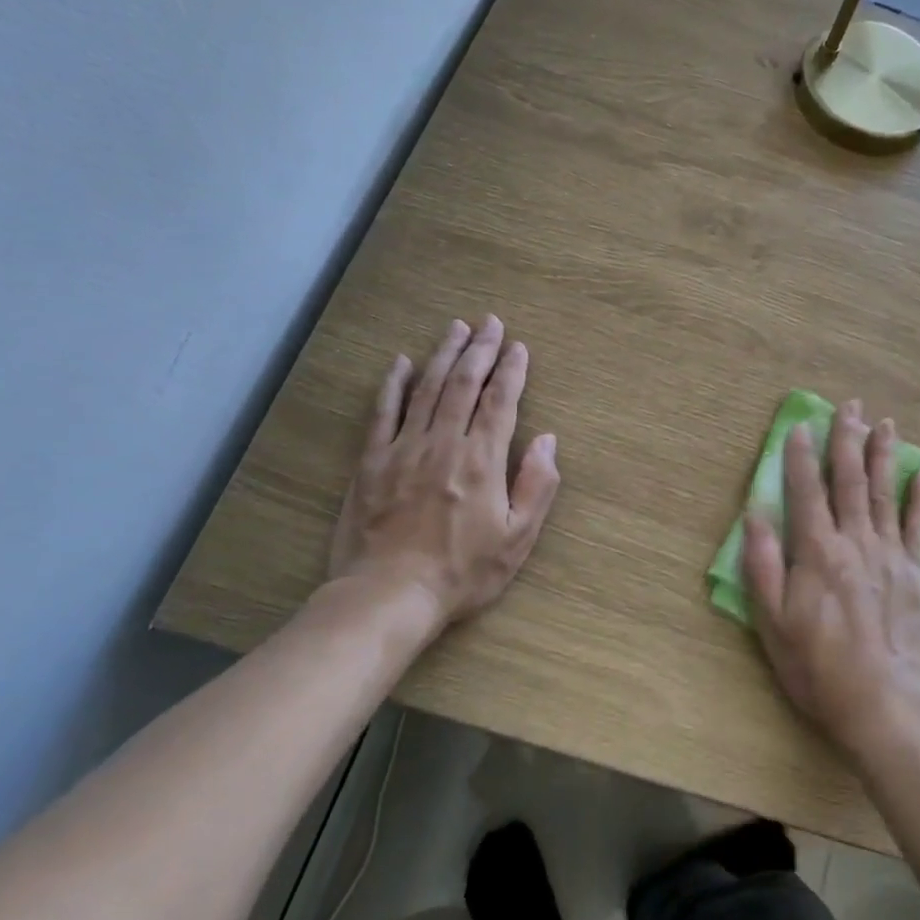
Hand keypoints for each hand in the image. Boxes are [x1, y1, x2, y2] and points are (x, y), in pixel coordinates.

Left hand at [329, 316, 559, 636]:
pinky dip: (392, 385)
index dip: (511, 371)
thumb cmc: (462, 572)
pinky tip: (400, 363)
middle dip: (480, 350)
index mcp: (481, 460)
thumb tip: (548, 440)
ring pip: (426, 389)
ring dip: (442, 355)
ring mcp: (403, 449)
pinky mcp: (371, 462)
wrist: (389, 596)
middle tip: (489, 322)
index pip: (500, 402)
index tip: (518, 347)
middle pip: (463, 384)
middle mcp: (443, 443)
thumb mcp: (517, 538)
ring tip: (455, 328)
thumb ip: (537, 485)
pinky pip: (382, 413)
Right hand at [742, 400, 919, 765]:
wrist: (885, 704)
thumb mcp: (773, 624)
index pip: (806, 490)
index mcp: (817, 552)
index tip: (800, 425)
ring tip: (884, 423)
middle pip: (849, 480)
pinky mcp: (915, 573)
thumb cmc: (819, 668)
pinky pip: (917, 526)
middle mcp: (855, 541)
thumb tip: (755, 514)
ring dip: (883, 455)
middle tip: (850, 405)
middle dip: (847, 439)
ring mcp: (890, 554)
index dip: (800, 456)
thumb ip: (763, 566)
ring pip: (884, 493)